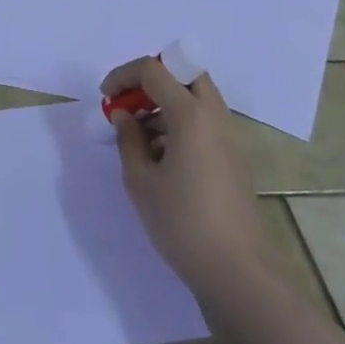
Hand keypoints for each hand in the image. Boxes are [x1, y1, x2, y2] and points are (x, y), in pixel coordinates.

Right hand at [104, 56, 275, 303]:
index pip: (154, 70)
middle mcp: (216, 117)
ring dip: (167, 101)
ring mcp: (231, 138)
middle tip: (129, 103)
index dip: (124, 75)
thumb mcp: (140, 180)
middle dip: (152, 80)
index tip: (106, 97)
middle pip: (185, 74)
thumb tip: (124, 115)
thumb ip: (128, 139)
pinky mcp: (235, 159)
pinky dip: (182, 122)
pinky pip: (206, 121)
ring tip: (140, 134)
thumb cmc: (182, 223)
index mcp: (191, 115)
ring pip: (197, 97)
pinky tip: (162, 156)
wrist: (238, 273)